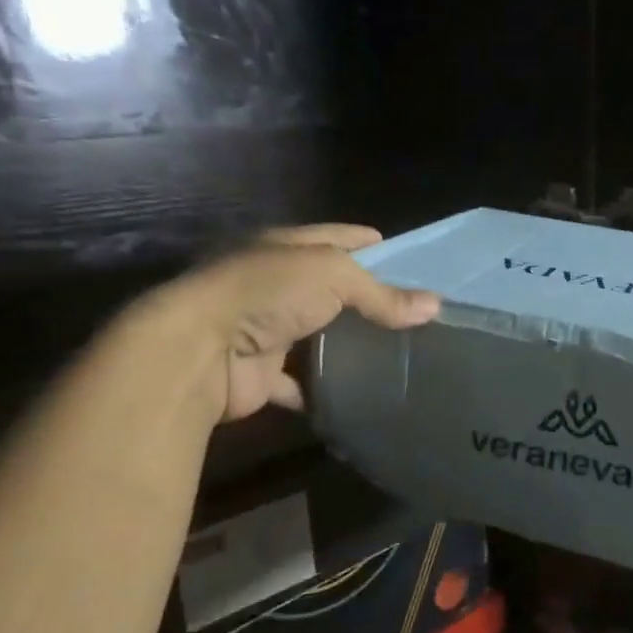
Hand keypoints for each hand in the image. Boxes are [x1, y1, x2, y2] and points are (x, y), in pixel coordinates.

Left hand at [154, 224, 439, 423]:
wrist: (199, 351)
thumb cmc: (266, 293)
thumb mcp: (333, 276)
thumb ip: (382, 294)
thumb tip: (433, 306)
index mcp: (286, 248)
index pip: (338, 238)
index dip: (372, 245)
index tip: (410, 260)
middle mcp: (274, 285)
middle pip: (331, 289)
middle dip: (368, 301)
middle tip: (415, 315)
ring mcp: (267, 330)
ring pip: (318, 336)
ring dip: (348, 346)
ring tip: (398, 355)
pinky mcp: (264, 374)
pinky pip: (303, 382)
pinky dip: (325, 390)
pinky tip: (360, 393)